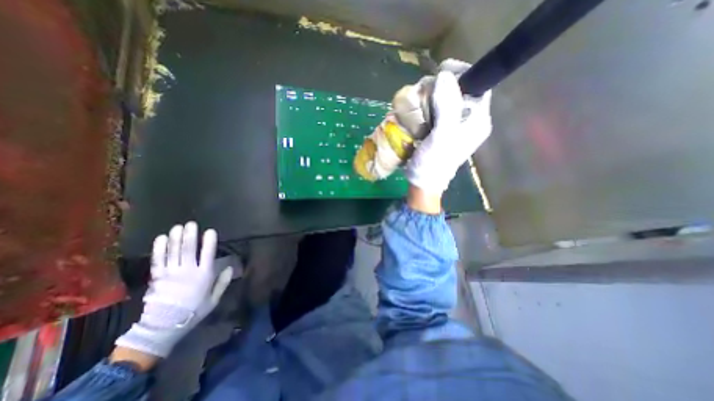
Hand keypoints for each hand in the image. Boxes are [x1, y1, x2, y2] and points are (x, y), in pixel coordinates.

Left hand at [112, 222, 231, 356]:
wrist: (164, 327)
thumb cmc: (194, 311)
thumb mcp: (214, 299)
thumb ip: (223, 282)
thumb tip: (231, 267)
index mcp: (204, 275)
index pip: (208, 255)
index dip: (209, 242)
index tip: (210, 231)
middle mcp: (188, 271)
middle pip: (189, 250)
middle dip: (190, 236)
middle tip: (191, 224)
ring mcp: (171, 274)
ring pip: (174, 252)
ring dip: (176, 238)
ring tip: (178, 227)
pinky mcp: (157, 278)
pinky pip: (158, 261)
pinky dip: (159, 249)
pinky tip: (161, 238)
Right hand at [404, 65, 494, 193]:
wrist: (423, 182)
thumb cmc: (434, 163)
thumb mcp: (443, 136)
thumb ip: (448, 106)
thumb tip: (445, 74)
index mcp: (477, 119)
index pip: (477, 84)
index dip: (461, 74)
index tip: (439, 74)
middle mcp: (468, 119)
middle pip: (458, 90)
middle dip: (440, 89)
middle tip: (424, 98)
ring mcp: (453, 124)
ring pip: (443, 99)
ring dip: (429, 99)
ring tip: (418, 109)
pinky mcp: (440, 129)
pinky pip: (434, 110)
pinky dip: (424, 108)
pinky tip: (417, 115)